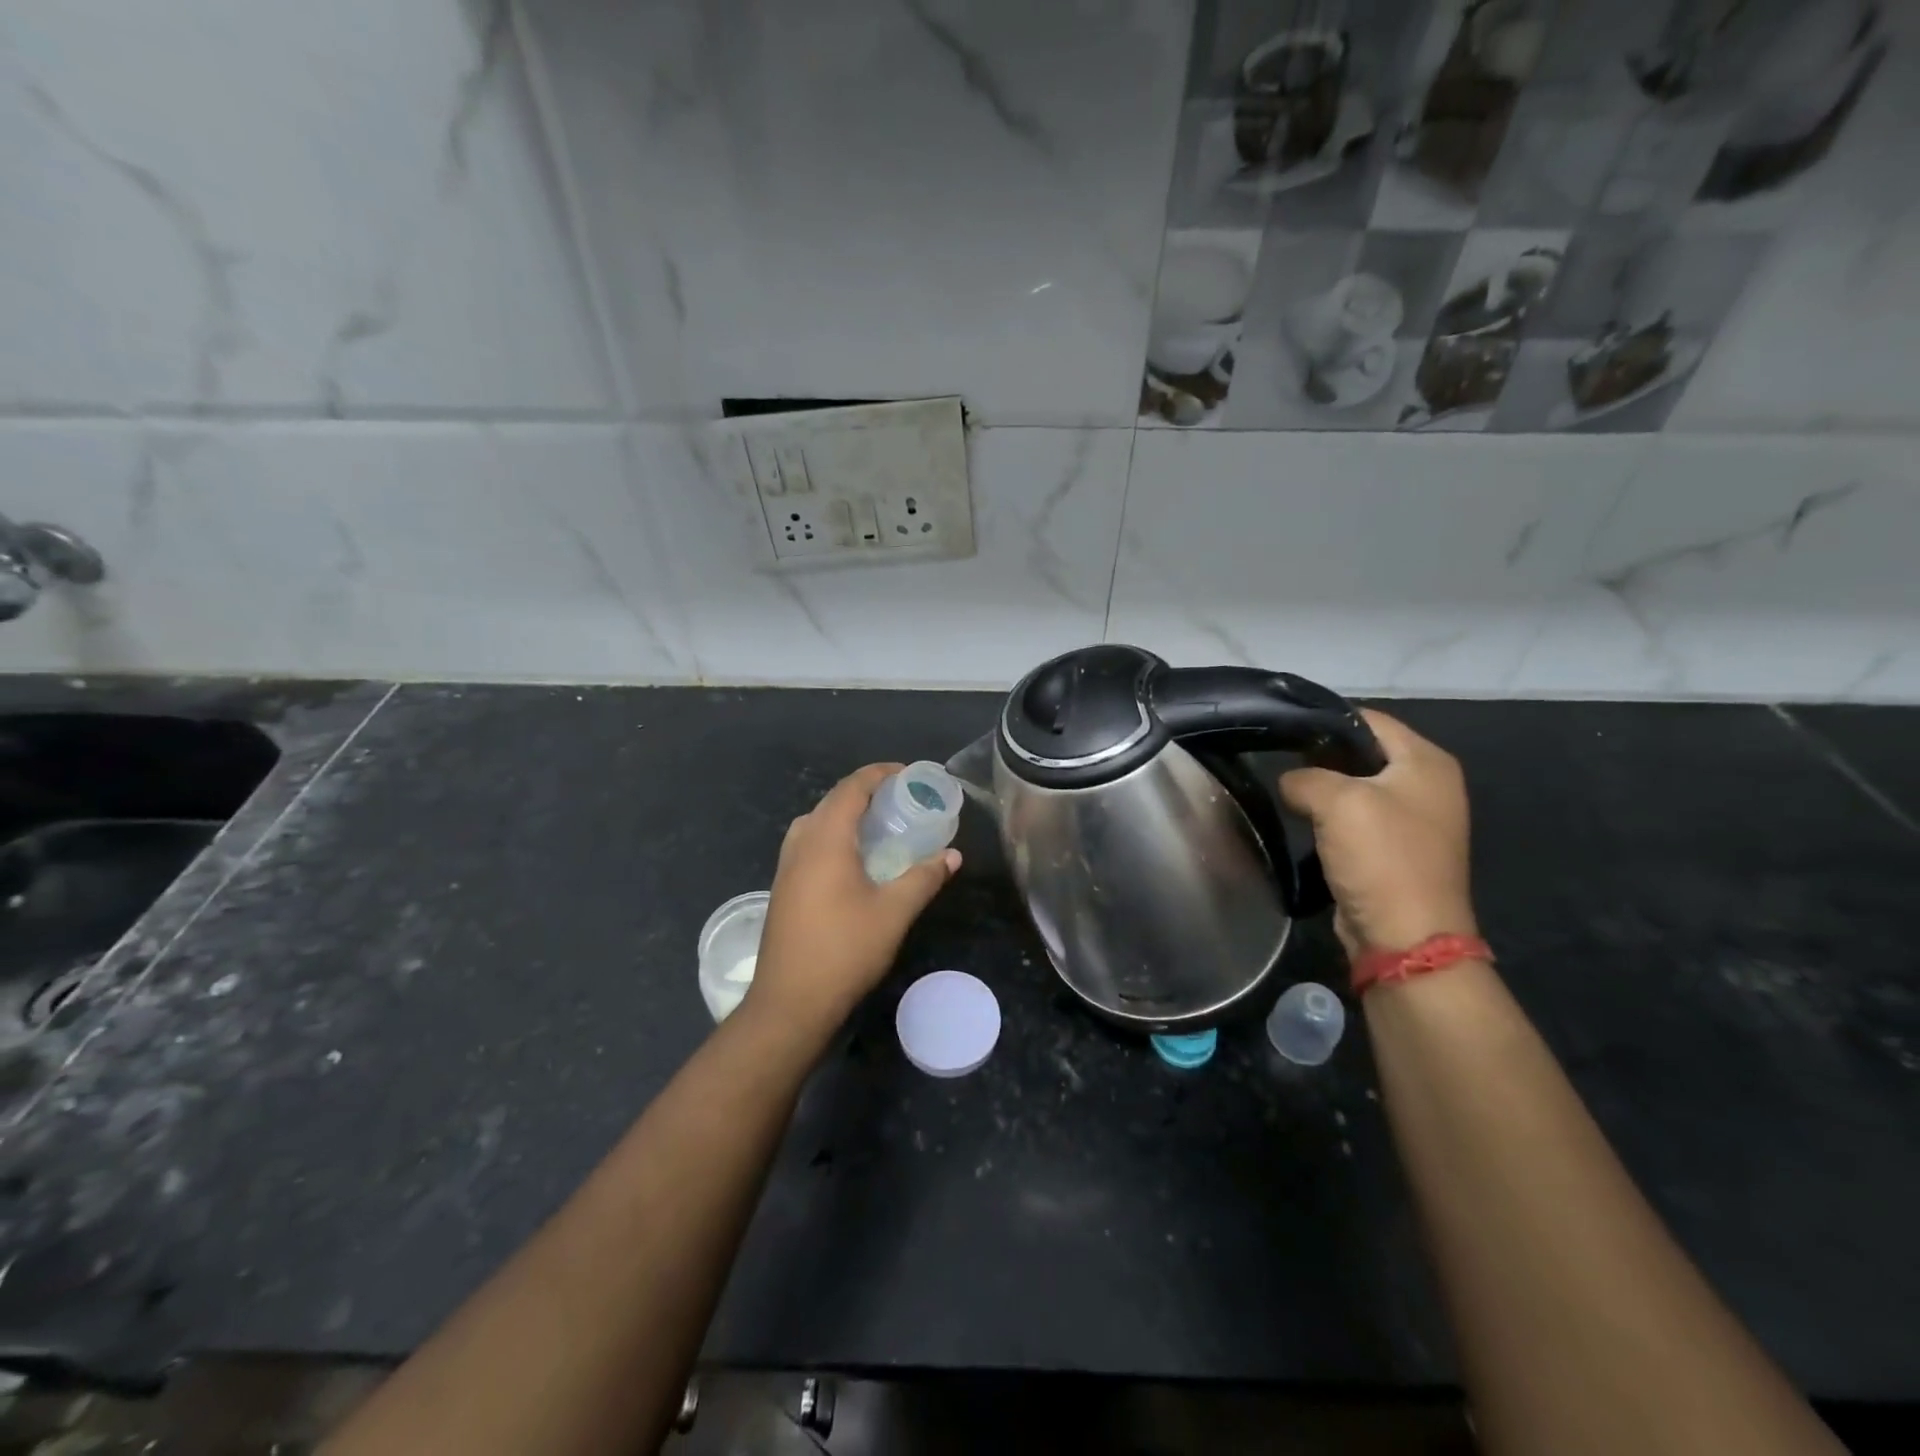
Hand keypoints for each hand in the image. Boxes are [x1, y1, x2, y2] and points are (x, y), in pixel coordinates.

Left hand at [747, 763, 960, 1036]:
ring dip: (848, 814)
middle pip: (832, 800)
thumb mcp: (893, 912)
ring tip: (881, 825)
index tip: (908, 775)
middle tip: (901, 800)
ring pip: (817, 822)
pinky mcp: (783, 887)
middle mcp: (801, 843)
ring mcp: (786, 866)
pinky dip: (834, 835)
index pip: (851, 787)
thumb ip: (924, 878)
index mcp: (825, 839)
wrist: (789, 1002)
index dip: (880, 774)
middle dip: (866, 792)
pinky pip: (810, 843)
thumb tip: (953, 855)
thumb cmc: (844, 951)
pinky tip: (855, 859)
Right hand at [1279, 709, 1476, 958]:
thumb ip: (1304, 777)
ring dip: (1323, 789)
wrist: (1405, 937)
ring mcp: (1413, 819)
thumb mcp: (1336, 801)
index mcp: (1427, 762)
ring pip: (1356, 786)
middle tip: (1279, 760)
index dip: (1326, 719)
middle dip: (1321, 755)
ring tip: (1286, 789)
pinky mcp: (1395, 849)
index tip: (1283, 728)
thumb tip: (1290, 783)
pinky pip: (1356, 818)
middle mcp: (1428, 784)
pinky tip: (1303, 821)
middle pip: (1363, 751)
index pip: (1370, 719)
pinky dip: (1330, 817)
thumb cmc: (1381, 858)